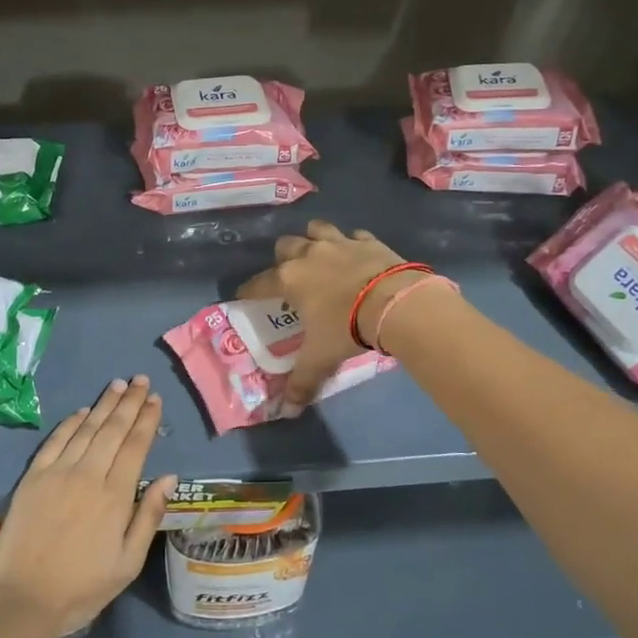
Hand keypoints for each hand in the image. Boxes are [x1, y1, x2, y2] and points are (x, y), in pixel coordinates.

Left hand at [0, 376, 175, 637]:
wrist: (23, 600)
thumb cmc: (82, 588)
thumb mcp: (128, 563)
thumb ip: (149, 516)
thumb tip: (169, 477)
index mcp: (116, 496)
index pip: (135, 446)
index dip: (146, 420)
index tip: (155, 399)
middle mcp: (89, 475)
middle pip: (113, 429)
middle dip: (130, 402)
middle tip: (141, 380)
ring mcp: (58, 473)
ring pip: (86, 429)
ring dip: (104, 405)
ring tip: (118, 385)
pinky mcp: (33, 477)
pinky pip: (55, 441)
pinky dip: (71, 423)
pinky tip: (82, 411)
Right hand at [237, 220, 411, 404]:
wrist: (394, 303)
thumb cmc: (346, 327)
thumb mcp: (321, 357)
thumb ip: (302, 381)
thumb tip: (289, 409)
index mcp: (289, 279)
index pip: (258, 283)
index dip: (248, 290)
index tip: (243, 296)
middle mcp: (308, 254)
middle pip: (285, 245)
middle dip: (284, 258)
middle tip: (291, 276)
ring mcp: (339, 242)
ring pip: (316, 229)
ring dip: (314, 239)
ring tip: (319, 255)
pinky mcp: (368, 240)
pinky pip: (354, 235)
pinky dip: (352, 243)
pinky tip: (356, 255)